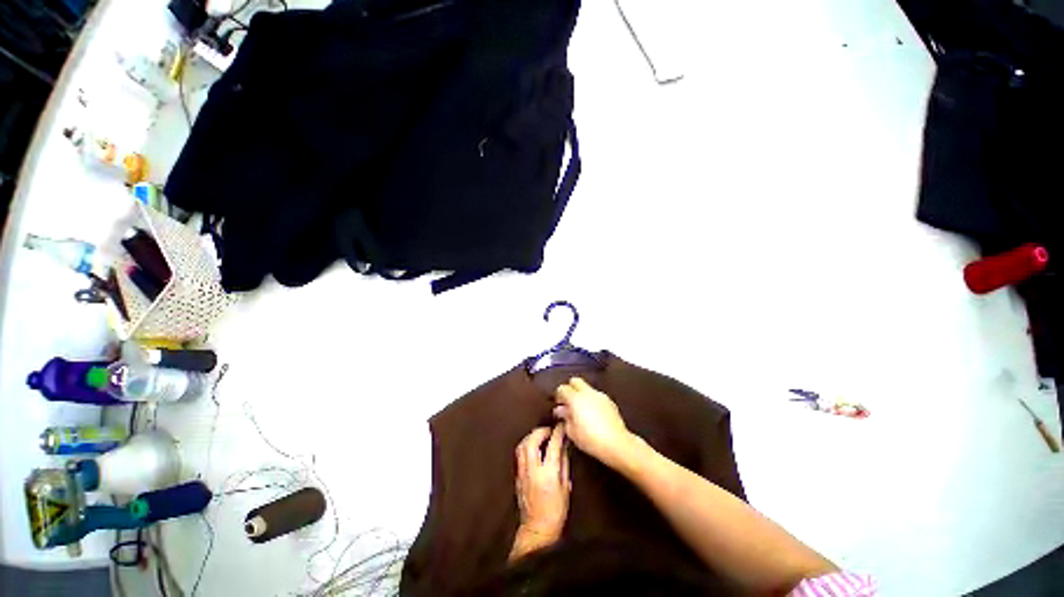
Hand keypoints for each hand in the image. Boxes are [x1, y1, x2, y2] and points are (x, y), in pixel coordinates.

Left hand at [511, 425, 569, 559]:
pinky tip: (533, 446)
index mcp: (548, 473)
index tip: (562, 425)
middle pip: (532, 440)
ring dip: (531, 436)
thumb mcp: (566, 486)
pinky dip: (526, 444)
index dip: (558, 432)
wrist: (537, 529)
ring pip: (522, 445)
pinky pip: (519, 453)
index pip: (553, 445)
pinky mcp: (517, 475)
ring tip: (541, 435)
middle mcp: (532, 469)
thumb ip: (563, 463)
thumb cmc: (556, 510)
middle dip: (541, 431)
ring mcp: (522, 472)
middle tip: (550, 430)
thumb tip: (564, 445)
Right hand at [554, 377, 633, 468]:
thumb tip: (562, 411)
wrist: (617, 443)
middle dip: (570, 389)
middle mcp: (588, 393)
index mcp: (576, 398)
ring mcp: (600, 396)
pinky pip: (597, 396)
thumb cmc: (590, 439)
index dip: (559, 395)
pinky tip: (594, 415)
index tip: (559, 405)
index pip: (562, 388)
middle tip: (569, 402)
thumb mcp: (571, 432)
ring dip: (582, 395)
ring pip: (587, 388)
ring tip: (582, 411)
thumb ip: (565, 417)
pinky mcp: (610, 401)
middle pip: (575, 381)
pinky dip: (592, 401)